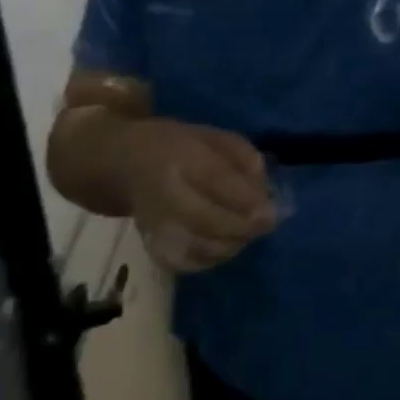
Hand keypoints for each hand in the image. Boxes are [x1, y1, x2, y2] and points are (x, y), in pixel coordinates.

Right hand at [121, 119, 277, 272]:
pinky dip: (212, 258)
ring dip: (232, 243)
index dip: (247, 200)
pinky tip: (226, 244)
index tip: (271, 210)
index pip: (217, 181)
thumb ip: (245, 158)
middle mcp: (164, 193)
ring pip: (198, 246)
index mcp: (182, 158)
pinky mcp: (150, 245)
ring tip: (248, 231)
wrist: (127, 164)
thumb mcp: (216, 137)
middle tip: (267, 224)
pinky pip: (185, 262)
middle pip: (207, 220)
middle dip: (244, 226)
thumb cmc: (181, 146)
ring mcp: (154, 224)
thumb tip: (264, 189)